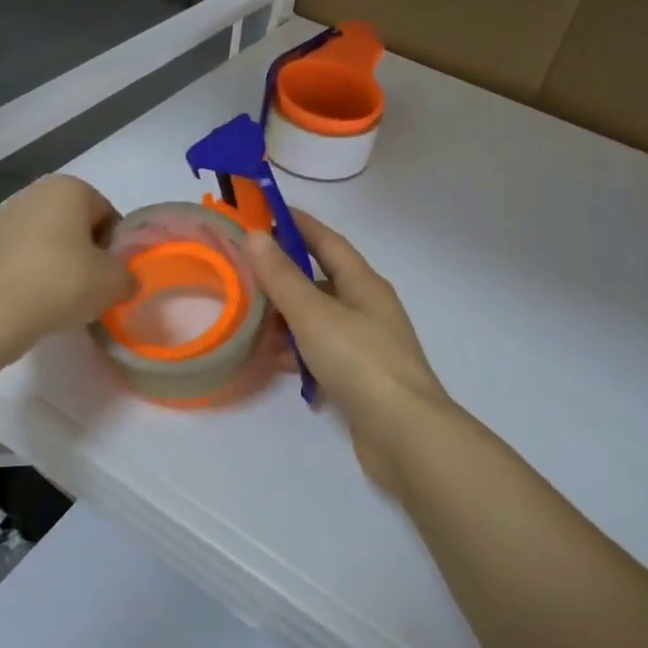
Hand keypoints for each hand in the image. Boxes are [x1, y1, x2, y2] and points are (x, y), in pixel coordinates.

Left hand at [0, 175, 134, 360]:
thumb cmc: (61, 283)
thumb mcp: (114, 283)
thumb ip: (128, 276)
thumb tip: (122, 281)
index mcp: (69, 188)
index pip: (108, 216)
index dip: (115, 248)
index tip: (110, 277)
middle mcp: (35, 192)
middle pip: (76, 225)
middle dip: (86, 253)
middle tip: (90, 288)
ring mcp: (4, 216)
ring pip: (48, 240)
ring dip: (59, 263)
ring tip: (61, 298)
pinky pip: (23, 256)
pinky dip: (33, 273)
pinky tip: (35, 300)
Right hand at [245, 214, 453, 500]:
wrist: (404, 435)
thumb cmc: (361, 362)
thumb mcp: (315, 315)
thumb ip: (283, 277)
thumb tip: (255, 235)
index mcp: (364, 284)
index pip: (327, 241)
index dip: (298, 224)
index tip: (264, 212)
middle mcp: (367, 308)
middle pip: (320, 280)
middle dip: (283, 275)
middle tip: (243, 271)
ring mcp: (365, 344)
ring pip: (317, 319)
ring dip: (286, 316)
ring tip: (247, 318)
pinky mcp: (359, 377)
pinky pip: (320, 352)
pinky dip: (296, 351)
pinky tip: (271, 360)